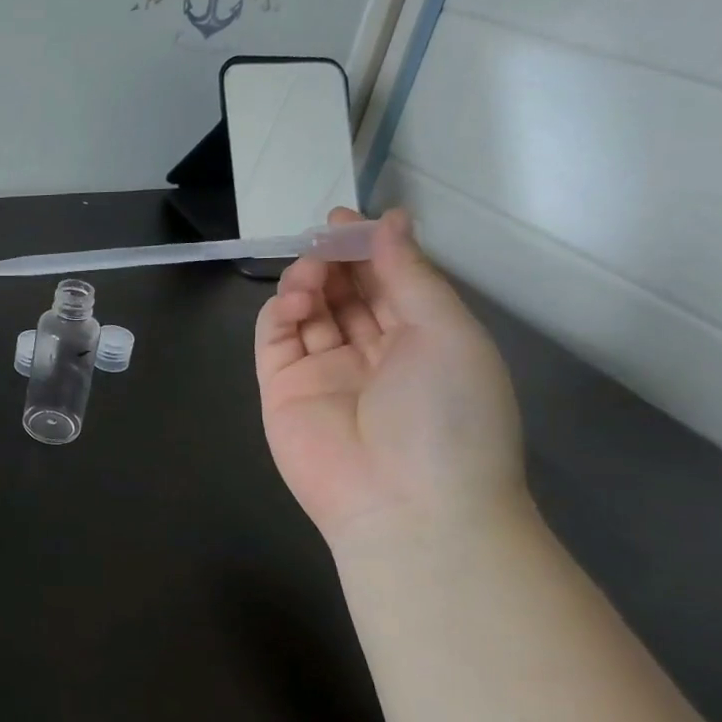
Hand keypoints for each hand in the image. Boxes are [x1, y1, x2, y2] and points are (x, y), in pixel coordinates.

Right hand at [254, 209, 526, 545]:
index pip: (388, 282)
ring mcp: (322, 371)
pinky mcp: (281, 388)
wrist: (406, 503)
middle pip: (345, 292)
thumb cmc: (447, 414)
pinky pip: (275, 339)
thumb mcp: (446, 333)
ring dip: (307, 281)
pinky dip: (279, 312)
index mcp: (422, 341)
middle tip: (324, 239)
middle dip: (334, 259)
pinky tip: (295, 300)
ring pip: (307, 310)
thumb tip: (390, 219)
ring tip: (312, 274)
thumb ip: (410, 274)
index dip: (368, 248)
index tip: (346, 218)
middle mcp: (371, 353)